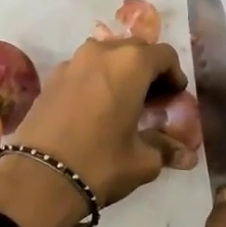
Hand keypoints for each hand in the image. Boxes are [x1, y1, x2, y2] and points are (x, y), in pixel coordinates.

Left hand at [0, 35, 185, 226]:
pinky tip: (96, 109)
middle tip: (153, 100)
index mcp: (130, 64)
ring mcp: (71, 62)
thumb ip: (165, 148)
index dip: (175, 75)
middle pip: (134, 50)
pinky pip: (83, 70)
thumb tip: (186, 155)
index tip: (175, 98)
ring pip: (105, 57)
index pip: (164, 55)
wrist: (39, 177)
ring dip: (119, 73)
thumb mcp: (142, 160)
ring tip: (123, 104)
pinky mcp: (51, 78)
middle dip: (147, 70)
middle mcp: (100, 52)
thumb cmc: (100, 163)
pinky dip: (95, 81)